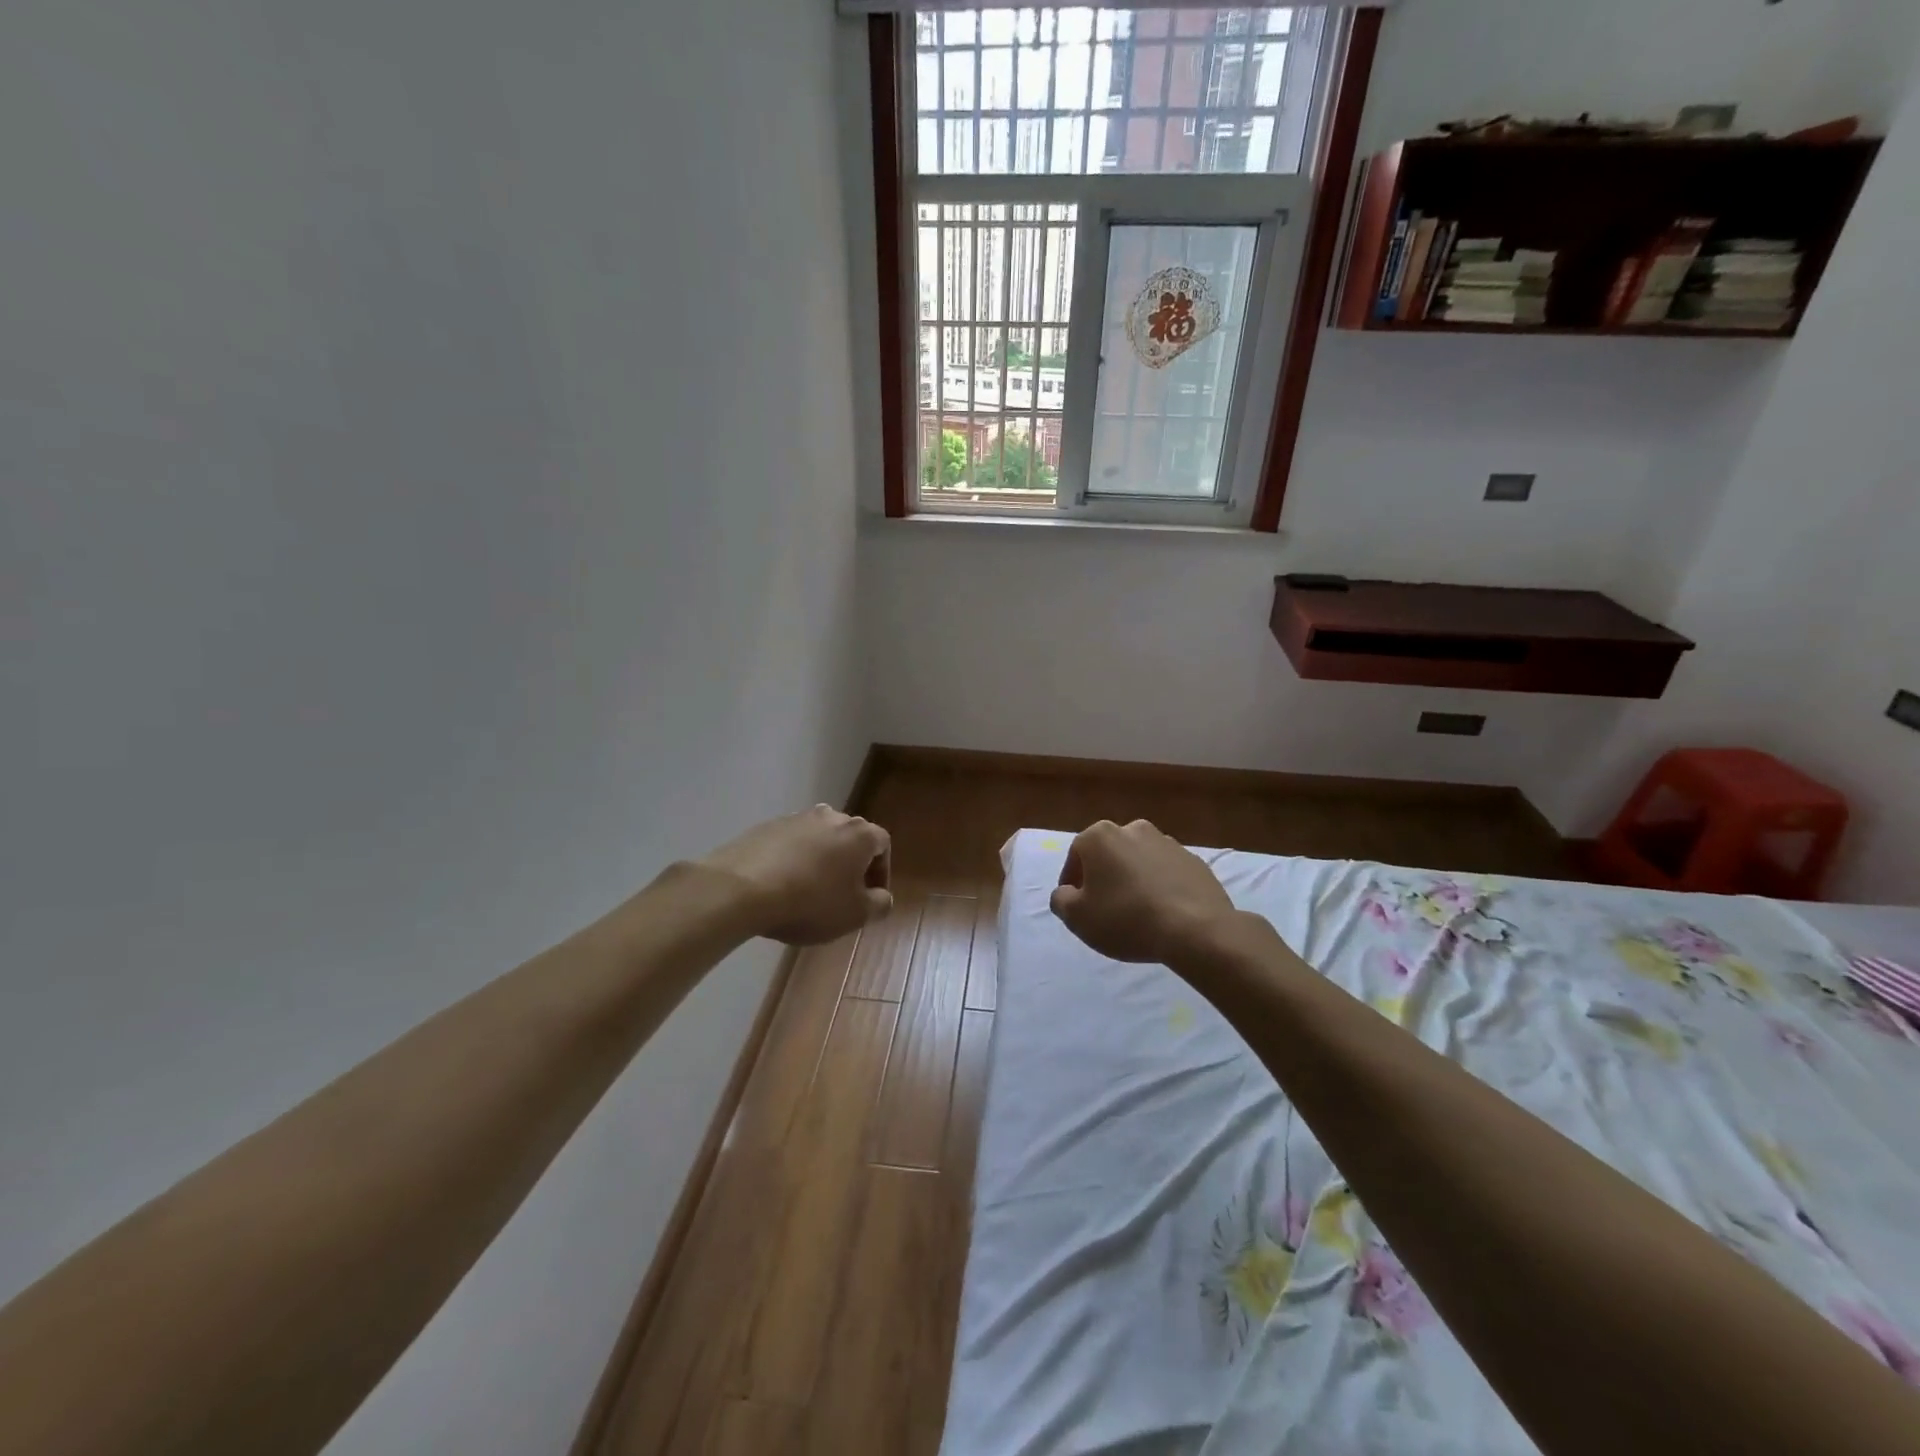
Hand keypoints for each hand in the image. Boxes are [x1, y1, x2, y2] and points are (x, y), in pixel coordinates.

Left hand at [699, 805, 892, 945]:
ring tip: (808, 890)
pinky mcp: (766, 827)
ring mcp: (796, 818)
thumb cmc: (810, 902)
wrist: (742, 888)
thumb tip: (882, 897)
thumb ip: (879, 905)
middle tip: (841, 894)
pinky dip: (792, 860)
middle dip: (850, 864)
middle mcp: (831, 817)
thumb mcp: (855, 915)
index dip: (881, 871)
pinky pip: (790, 843)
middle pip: (850, 838)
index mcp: (859, 834)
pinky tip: (780, 886)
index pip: (882, 844)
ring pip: (819, 838)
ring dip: (820, 860)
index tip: (870, 897)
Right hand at [1050, 819, 1236, 964]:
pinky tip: (1163, 913)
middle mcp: (1133, 829)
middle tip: (1105, 908)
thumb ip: (1061, 900)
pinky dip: (1160, 887)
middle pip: (1109, 854)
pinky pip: (1167, 873)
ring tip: (1136, 913)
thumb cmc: (1125, 918)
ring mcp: (1168, 842)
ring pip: (1139, 861)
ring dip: (1133, 880)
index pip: (1075, 855)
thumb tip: (1066, 893)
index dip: (1072, 882)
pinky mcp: (1195, 861)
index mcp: (1100, 836)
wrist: (1195, 929)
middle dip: (1104, 877)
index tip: (1076, 906)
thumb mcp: (1077, 917)